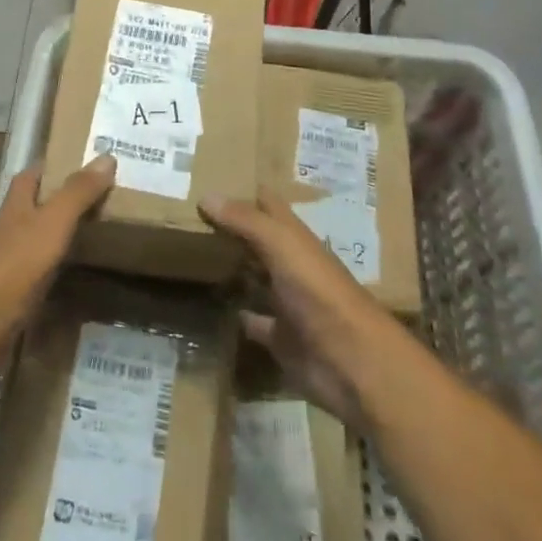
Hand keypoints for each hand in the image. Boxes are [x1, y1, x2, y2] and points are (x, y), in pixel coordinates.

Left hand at [0, 157, 115, 329]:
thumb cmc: (14, 267)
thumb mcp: (52, 224)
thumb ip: (77, 193)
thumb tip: (106, 156)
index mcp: (13, 208)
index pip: (29, 177)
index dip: (51, 167)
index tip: (81, 164)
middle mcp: (5, 232)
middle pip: (31, 209)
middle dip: (59, 203)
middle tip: (99, 202)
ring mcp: (3, 266)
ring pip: (32, 243)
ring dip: (57, 238)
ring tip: (94, 238)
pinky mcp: (7, 298)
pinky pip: (35, 276)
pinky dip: (53, 273)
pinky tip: (72, 279)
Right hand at [201, 191, 399, 427]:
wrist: (353, 363)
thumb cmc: (319, 293)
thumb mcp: (282, 246)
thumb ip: (246, 221)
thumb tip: (206, 194)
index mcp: (296, 239)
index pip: (269, 205)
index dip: (245, 190)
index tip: (212, 177)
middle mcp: (292, 265)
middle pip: (259, 241)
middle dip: (232, 228)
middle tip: (188, 216)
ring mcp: (288, 303)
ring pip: (256, 279)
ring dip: (233, 269)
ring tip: (192, 256)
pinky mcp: (281, 338)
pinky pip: (254, 322)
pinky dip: (238, 315)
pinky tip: (212, 308)